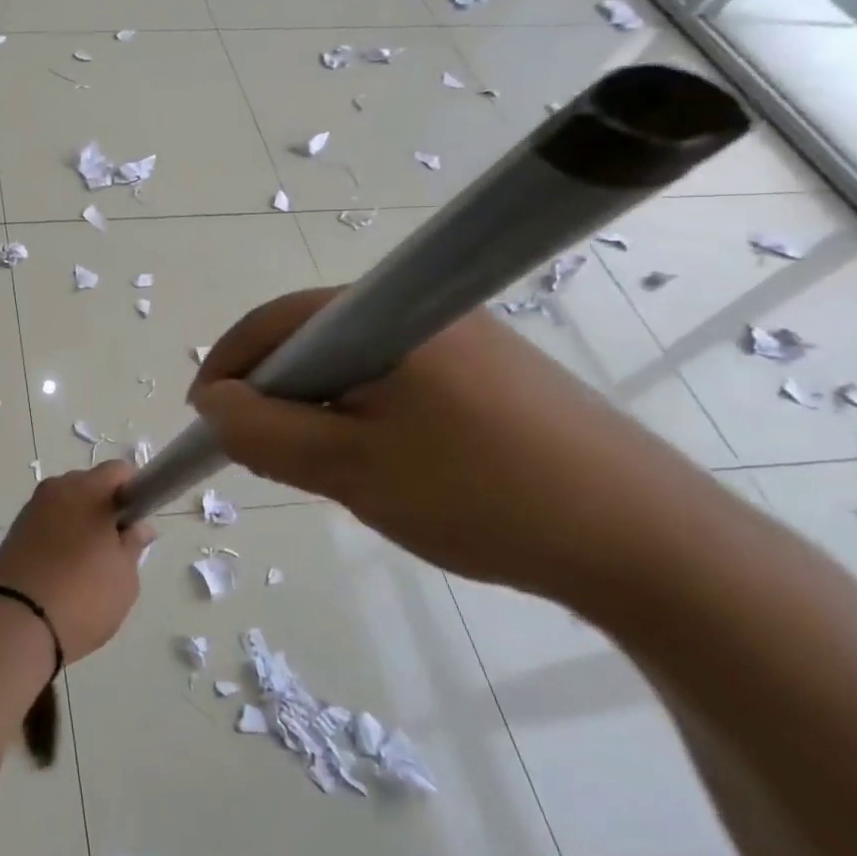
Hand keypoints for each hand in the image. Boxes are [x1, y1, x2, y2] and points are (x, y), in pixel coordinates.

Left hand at [0, 462, 155, 662]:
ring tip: (87, 563)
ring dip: (80, 521)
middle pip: (90, 484)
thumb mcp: (124, 576)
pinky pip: (47, 520)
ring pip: (67, 503)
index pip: (119, 470)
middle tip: (115, 546)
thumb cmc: (83, 596)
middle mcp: (56, 488)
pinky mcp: (15, 529)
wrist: (17, 623)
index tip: (137, 521)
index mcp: (88, 490)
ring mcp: (32, 507)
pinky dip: (59, 534)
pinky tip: (62, 567)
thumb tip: (139, 526)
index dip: (134, 491)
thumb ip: (133, 544)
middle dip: (105, 506)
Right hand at [188, 288, 685, 600]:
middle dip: (276, 393)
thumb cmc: (480, 496)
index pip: (275, 322)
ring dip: (322, 407)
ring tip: (328, 466)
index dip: (229, 366)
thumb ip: (263, 432)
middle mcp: (423, 309)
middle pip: (314, 339)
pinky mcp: (494, 372)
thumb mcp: (348, 469)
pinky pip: (399, 379)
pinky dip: (367, 413)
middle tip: (265, 452)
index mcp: (387, 314)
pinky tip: (389, 462)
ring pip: (356, 362)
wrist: (650, 546)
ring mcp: (465, 338)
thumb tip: (213, 403)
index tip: (206, 419)